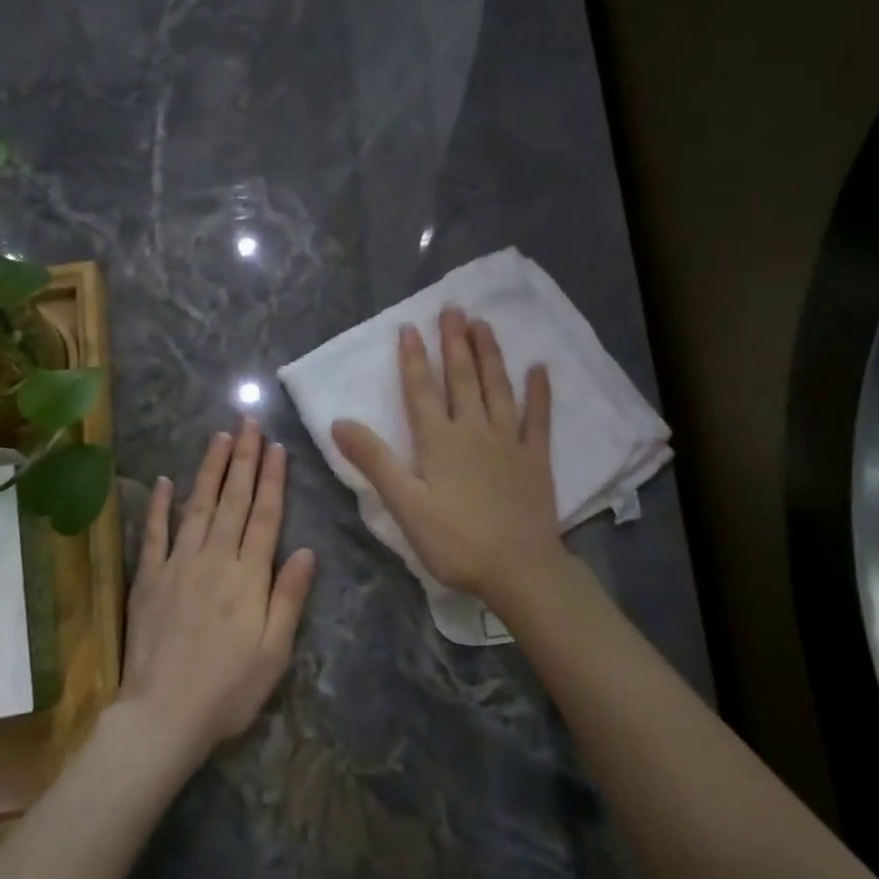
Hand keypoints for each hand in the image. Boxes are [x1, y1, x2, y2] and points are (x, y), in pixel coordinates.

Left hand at [119, 419, 316, 765]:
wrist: (162, 715)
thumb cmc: (228, 689)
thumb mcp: (274, 651)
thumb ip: (289, 596)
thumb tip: (306, 550)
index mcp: (248, 576)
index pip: (265, 515)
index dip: (273, 479)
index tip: (276, 446)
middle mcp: (214, 559)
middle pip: (233, 501)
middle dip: (244, 459)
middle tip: (249, 422)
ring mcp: (178, 565)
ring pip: (198, 506)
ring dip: (210, 470)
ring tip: (220, 438)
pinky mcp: (149, 579)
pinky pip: (155, 534)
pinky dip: (160, 506)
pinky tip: (166, 481)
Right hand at [332, 307, 563, 606]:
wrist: (519, 569)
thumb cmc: (455, 542)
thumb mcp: (405, 506)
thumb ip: (375, 461)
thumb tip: (339, 422)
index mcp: (439, 442)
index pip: (421, 391)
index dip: (413, 359)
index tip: (409, 327)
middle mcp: (474, 430)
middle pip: (462, 379)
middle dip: (454, 343)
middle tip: (453, 309)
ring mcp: (509, 441)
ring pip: (498, 388)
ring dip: (490, 354)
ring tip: (484, 324)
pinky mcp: (536, 458)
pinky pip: (539, 417)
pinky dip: (539, 392)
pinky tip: (539, 368)